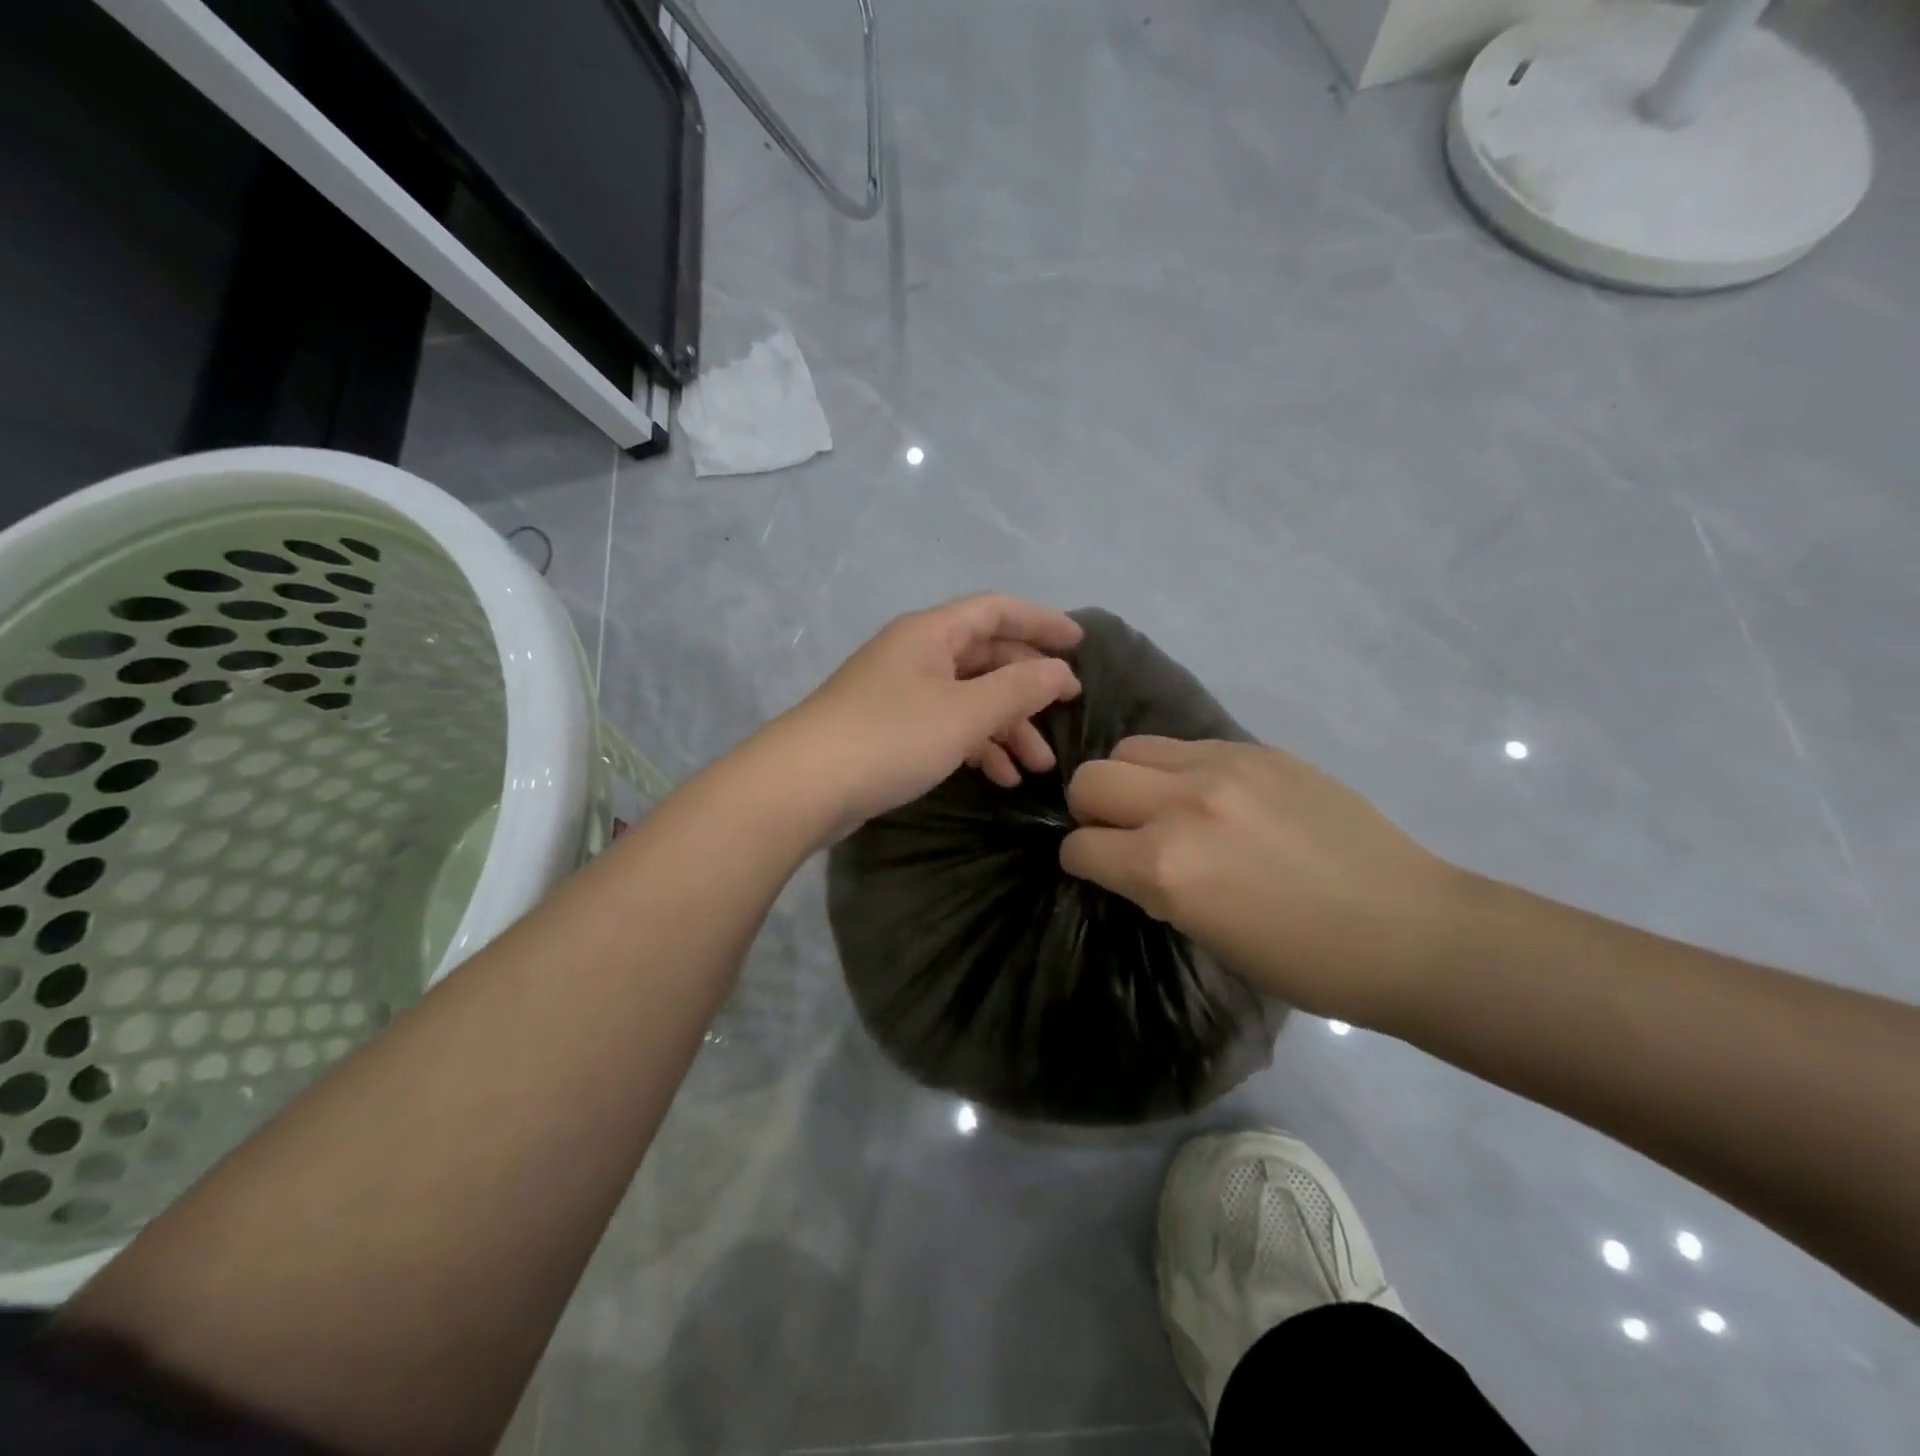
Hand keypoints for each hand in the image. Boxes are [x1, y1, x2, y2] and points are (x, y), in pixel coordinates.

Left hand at [773, 593, 1083, 832]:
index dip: (1042, 622)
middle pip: (986, 657)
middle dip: (1028, 689)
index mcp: (931, 633)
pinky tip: (998, 777)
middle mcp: (915, 653)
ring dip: (1005, 727)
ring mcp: (899, 692)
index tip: (1080, 645)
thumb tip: (1062, 671)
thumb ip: (1019, 689)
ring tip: (1037, 767)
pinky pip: (945, 725)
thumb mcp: (965, 712)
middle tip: (1063, 718)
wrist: (802, 786)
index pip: (998, 610)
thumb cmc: (890, 737)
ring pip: (968, 697)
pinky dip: (975, 745)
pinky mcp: (888, 729)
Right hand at [1059, 737, 1468, 1023]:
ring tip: (1164, 807)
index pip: (1081, 846)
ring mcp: (1223, 768)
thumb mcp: (1207, 935)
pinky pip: (1187, 746)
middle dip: (1092, 810)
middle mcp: (1182, 805)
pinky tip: (1214, 797)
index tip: (1099, 869)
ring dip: (1132, 780)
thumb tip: (1128, 859)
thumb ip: (1154, 886)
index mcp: (1166, 867)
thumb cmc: (1306, 961)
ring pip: (1132, 749)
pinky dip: (1180, 770)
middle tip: (1124, 833)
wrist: (1410, 929)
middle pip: (1091, 780)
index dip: (1082, 861)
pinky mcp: (1258, 750)